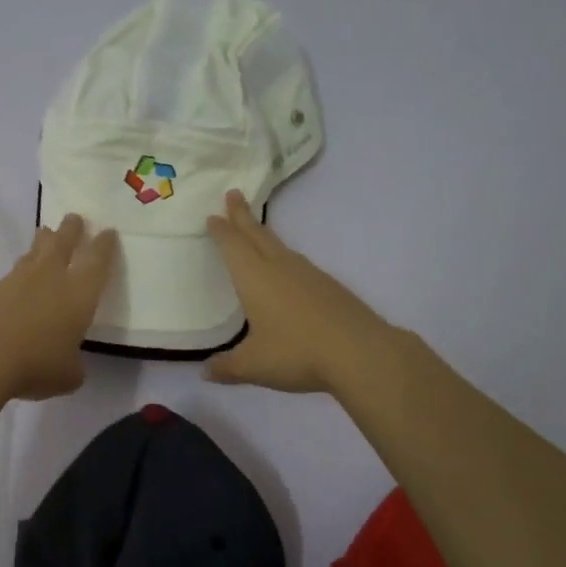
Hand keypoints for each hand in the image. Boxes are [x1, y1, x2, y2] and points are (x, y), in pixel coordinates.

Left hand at [0, 214, 118, 400]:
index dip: (105, 246)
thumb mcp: (68, 375)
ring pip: (36, 252)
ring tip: (46, 233)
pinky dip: (22, 268)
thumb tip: (68, 362)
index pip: (98, 262)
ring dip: (44, 241)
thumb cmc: (36, 364)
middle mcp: (52, 278)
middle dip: (72, 230)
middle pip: (64, 243)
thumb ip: (74, 364)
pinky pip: (15, 271)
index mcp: (80, 294)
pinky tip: (21, 275)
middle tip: (75, 218)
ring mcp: (19, 280)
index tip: (108, 232)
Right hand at [204, 190, 400, 393]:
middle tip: (234, 194)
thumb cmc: (296, 352)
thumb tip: (206, 372)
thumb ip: (227, 367)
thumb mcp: (253, 365)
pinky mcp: (329, 287)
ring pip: (280, 246)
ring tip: (256, 231)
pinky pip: (298, 263)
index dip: (222, 230)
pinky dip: (284, 257)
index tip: (213, 215)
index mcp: (255, 277)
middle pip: (257, 234)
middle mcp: (280, 268)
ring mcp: (308, 274)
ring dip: (264, 235)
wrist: (360, 352)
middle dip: (243, 215)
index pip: (233, 246)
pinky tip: (288, 270)